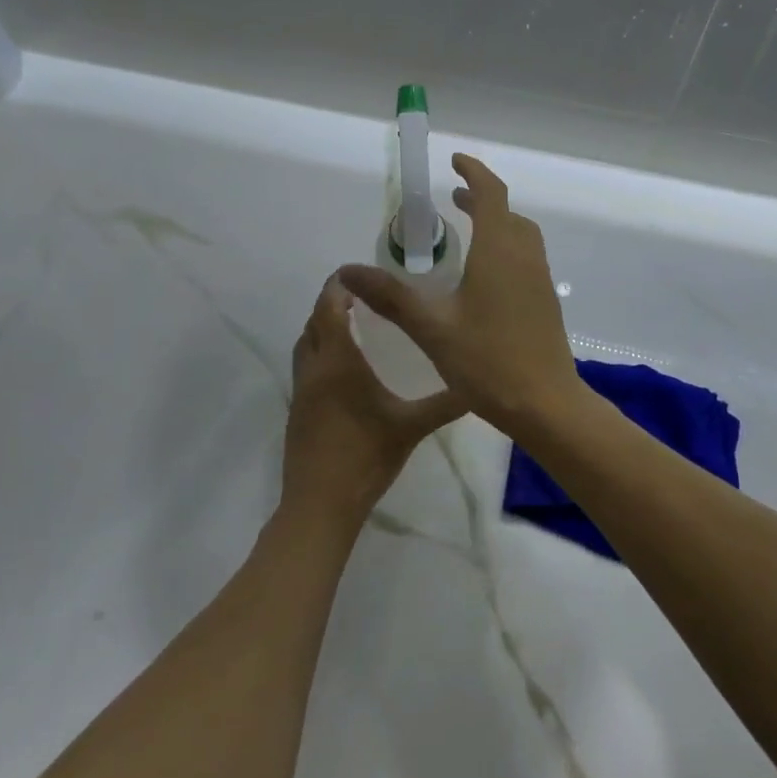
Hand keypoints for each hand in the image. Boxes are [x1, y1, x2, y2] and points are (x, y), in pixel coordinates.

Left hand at [282, 274, 466, 529]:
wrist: (320, 504)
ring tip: (351, 323)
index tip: (357, 273)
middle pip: (314, 322)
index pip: (330, 308)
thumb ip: (445, 404)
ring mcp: (301, 390)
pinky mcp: (298, 410)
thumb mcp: (411, 428)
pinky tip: (343, 367)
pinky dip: (319, 351)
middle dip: (331, 302)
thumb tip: (479, 385)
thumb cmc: (365, 457)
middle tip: (362, 295)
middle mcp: (314, 369)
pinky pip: (305, 366)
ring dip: (322, 327)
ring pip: (305, 344)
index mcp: (338, 363)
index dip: (338, 286)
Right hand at [338, 154, 583, 438]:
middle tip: (454, 201)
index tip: (455, 162)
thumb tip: (348, 271)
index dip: (474, 173)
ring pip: (521, 237)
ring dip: (497, 224)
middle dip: (482, 200)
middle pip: (508, 213)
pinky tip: (486, 279)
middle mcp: (525, 257)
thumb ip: (391, 297)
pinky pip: (527, 259)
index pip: (491, 195)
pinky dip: (506, 249)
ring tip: (469, 233)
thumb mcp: (432, 328)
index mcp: (499, 252)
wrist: (545, 404)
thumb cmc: (487, 361)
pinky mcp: (545, 302)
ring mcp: (540, 280)